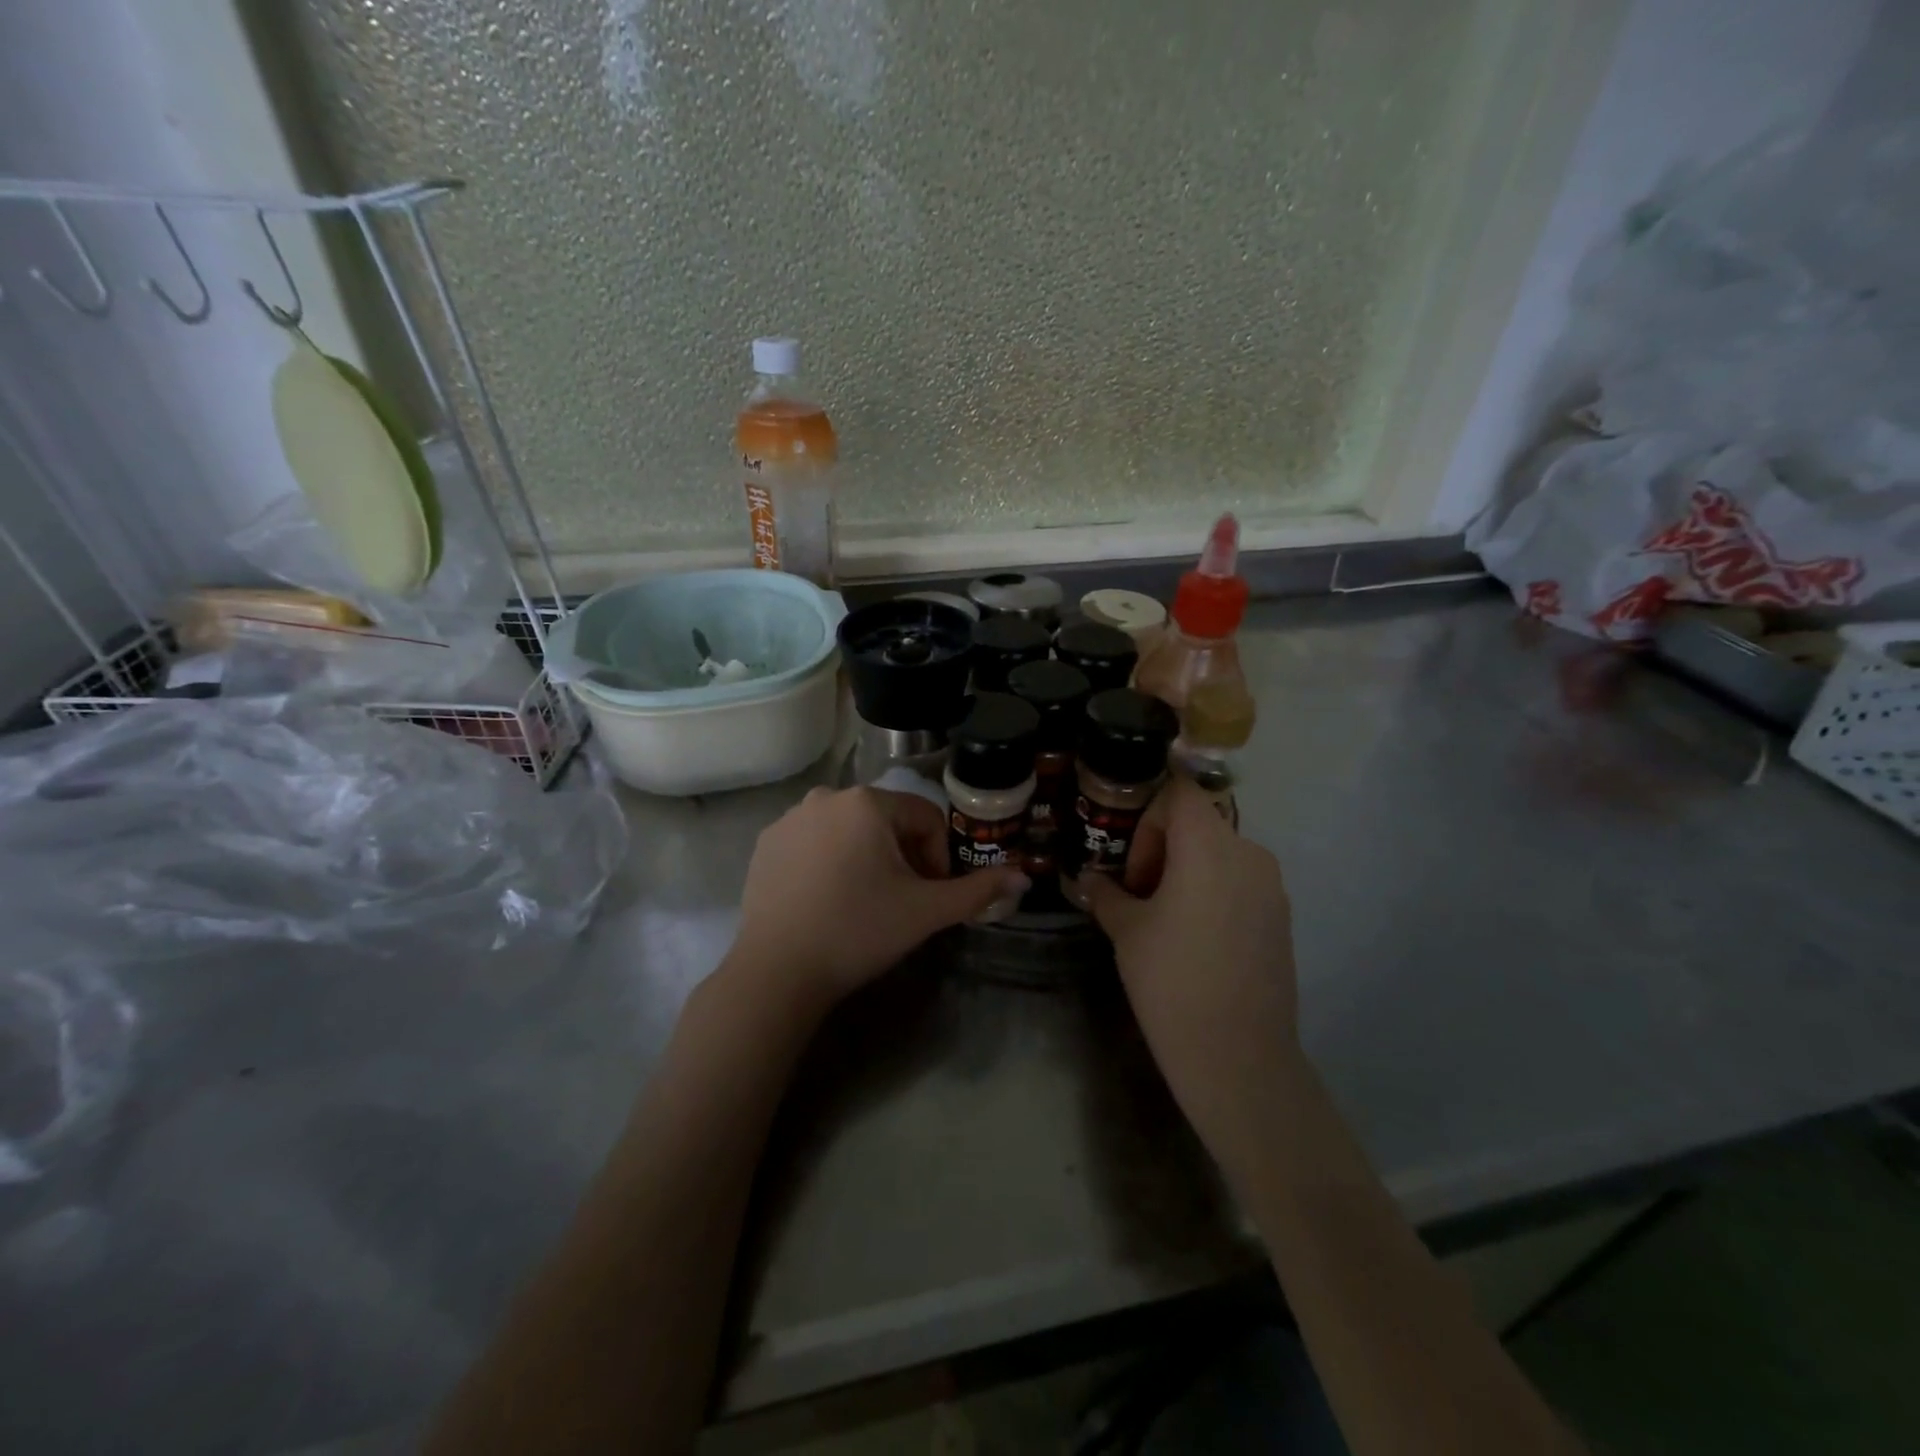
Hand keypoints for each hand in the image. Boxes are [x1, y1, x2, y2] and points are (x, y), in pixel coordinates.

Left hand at [729, 786, 1028, 1010]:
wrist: (778, 972)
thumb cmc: (859, 931)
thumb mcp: (925, 911)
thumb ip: (977, 890)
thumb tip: (1023, 877)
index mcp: (867, 802)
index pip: (925, 818)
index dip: (937, 858)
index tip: (929, 896)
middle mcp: (826, 796)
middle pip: (887, 821)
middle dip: (903, 857)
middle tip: (901, 901)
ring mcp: (789, 818)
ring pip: (850, 830)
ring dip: (867, 858)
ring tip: (864, 903)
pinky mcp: (766, 843)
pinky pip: (815, 842)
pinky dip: (830, 862)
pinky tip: (827, 901)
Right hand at [1072, 779, 1298, 1153]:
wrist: (1237, 1056)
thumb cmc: (1171, 980)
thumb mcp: (1126, 930)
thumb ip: (1107, 893)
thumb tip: (1091, 880)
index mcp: (1209, 846)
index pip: (1178, 793)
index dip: (1147, 818)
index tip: (1132, 865)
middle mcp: (1248, 853)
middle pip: (1198, 823)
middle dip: (1161, 850)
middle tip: (1138, 897)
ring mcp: (1272, 886)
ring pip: (1219, 854)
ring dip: (1186, 872)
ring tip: (1164, 921)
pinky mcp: (1282, 916)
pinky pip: (1239, 882)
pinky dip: (1212, 892)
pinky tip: (1195, 941)